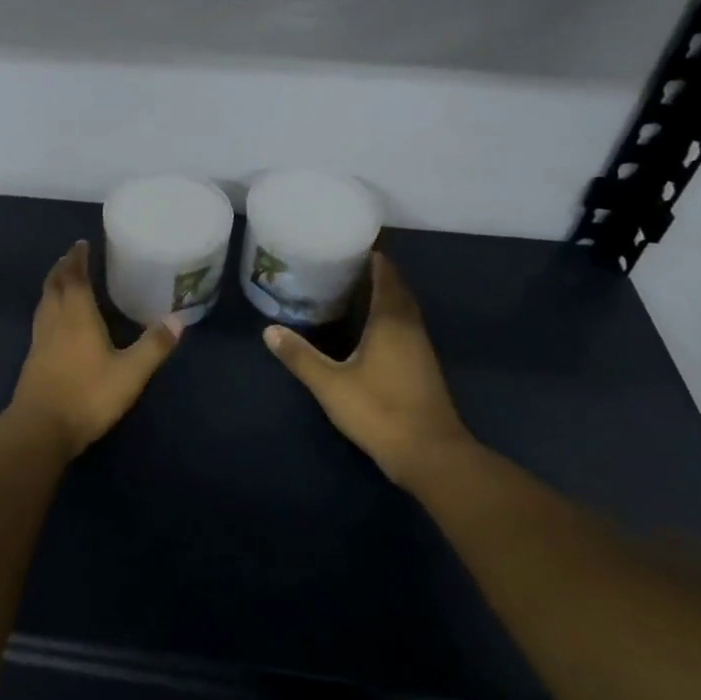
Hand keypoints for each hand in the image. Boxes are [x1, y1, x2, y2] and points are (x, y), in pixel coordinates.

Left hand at [9, 241, 181, 457]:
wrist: (40, 428)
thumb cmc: (87, 395)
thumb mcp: (130, 373)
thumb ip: (153, 346)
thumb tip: (178, 319)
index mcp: (77, 315)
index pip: (74, 277)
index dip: (77, 258)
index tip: (82, 243)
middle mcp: (55, 320)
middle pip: (54, 284)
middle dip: (63, 267)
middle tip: (72, 256)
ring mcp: (40, 339)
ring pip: (44, 301)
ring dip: (53, 285)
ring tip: (62, 279)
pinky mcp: (33, 357)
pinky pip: (41, 318)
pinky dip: (49, 306)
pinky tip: (55, 319)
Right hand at [264, 252, 471, 487]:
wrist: (431, 455)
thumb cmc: (380, 411)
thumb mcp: (330, 384)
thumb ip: (300, 356)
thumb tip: (269, 330)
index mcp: (391, 321)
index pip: (386, 276)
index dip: (373, 257)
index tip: (351, 244)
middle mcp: (410, 327)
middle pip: (397, 290)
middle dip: (376, 273)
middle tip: (344, 264)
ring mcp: (420, 349)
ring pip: (403, 310)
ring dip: (384, 296)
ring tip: (352, 289)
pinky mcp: (422, 368)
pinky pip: (405, 327)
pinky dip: (388, 317)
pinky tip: (368, 327)